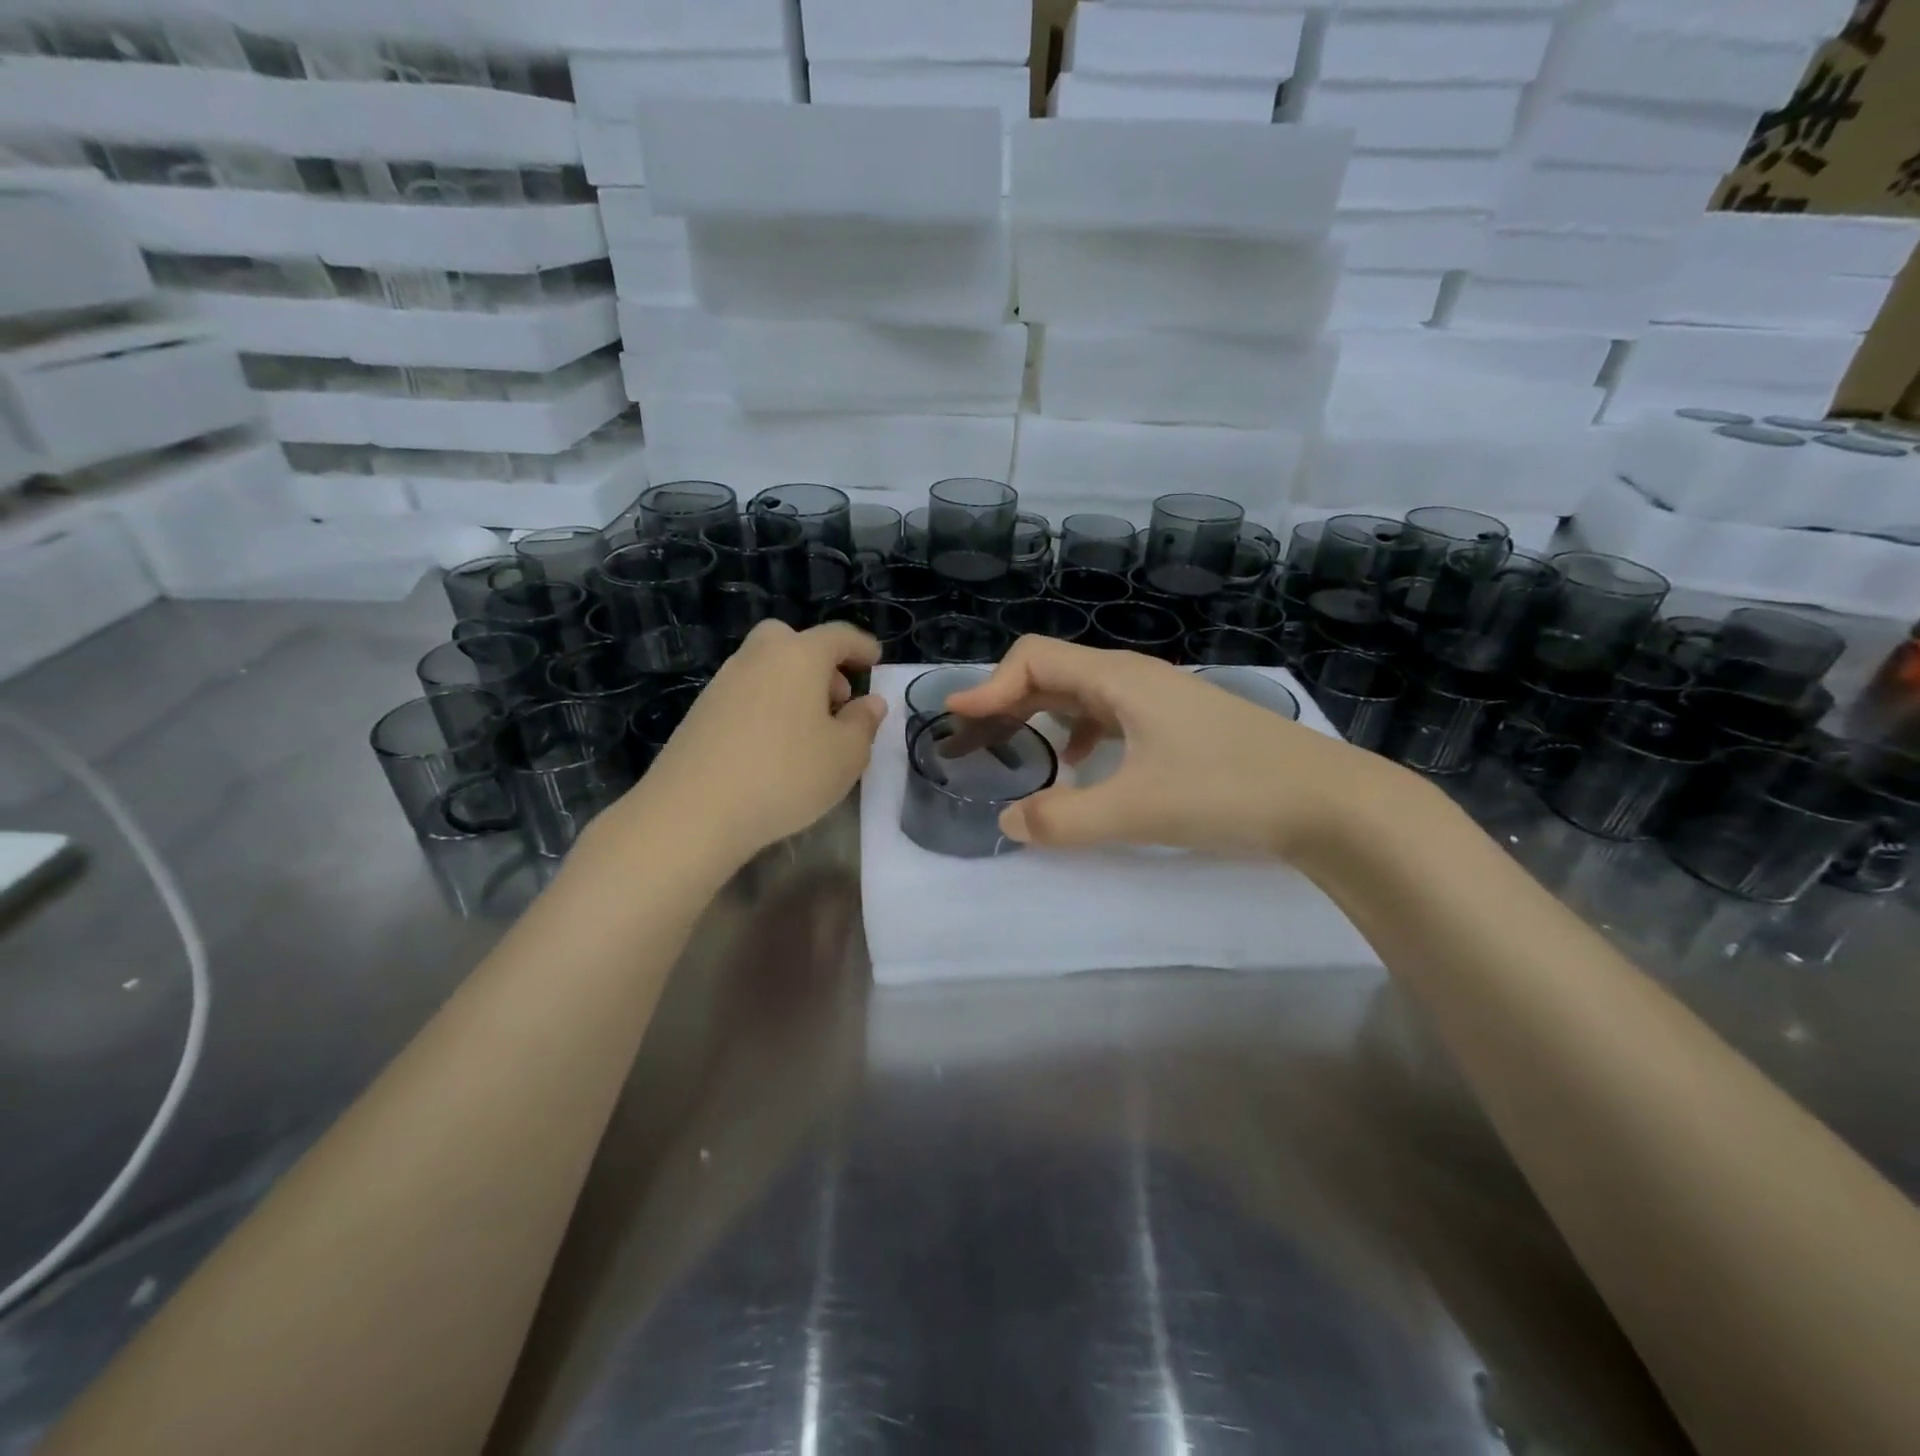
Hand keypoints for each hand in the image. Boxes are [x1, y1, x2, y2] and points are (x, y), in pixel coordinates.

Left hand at [599, 621, 885, 869]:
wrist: (693, 811)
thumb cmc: (785, 775)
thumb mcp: (846, 756)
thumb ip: (864, 723)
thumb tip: (870, 702)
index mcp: (799, 655)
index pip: (838, 636)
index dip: (862, 646)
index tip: (876, 660)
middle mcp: (758, 657)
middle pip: (792, 641)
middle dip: (820, 662)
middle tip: (837, 699)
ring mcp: (723, 682)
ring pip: (766, 668)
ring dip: (792, 687)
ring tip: (809, 732)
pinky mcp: (700, 712)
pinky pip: (746, 695)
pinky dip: (767, 707)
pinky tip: (774, 748)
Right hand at [944, 637, 1398, 861]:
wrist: (1330, 802)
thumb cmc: (1228, 791)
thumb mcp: (1137, 810)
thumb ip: (1063, 819)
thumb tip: (1007, 824)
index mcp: (1120, 680)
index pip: (1035, 660)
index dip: (990, 685)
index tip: (957, 719)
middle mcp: (1137, 679)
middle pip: (1056, 672)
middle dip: (1009, 700)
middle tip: (975, 738)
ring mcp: (1163, 701)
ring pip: (1085, 695)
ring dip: (1043, 716)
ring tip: (1019, 751)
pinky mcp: (1181, 726)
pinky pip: (1113, 717)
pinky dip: (1083, 734)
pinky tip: (1086, 767)